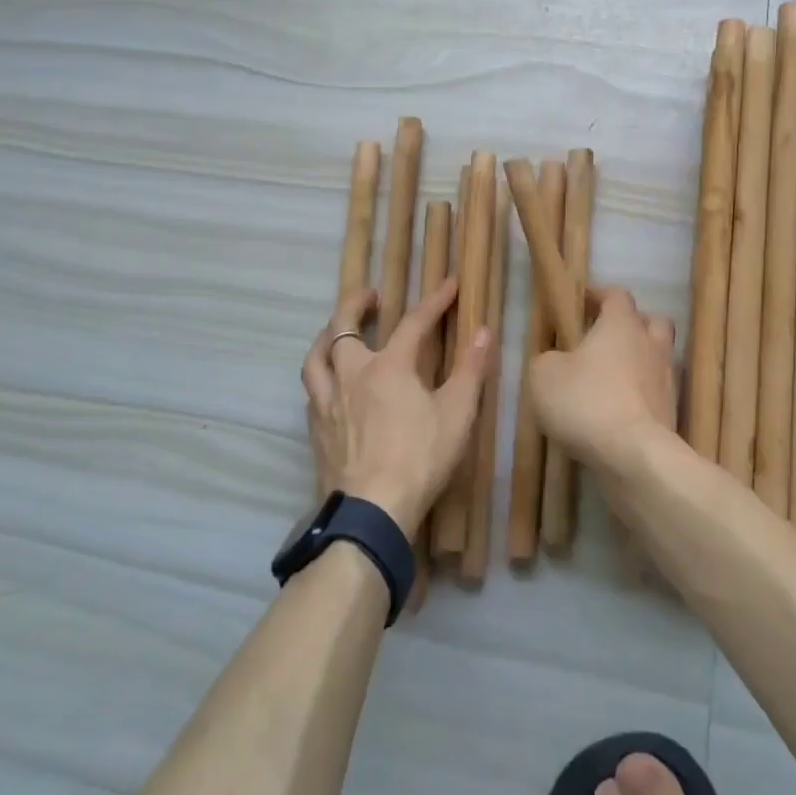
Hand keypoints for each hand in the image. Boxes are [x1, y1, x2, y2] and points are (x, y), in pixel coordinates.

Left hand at [301, 279, 492, 536]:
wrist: (371, 510)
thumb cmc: (419, 458)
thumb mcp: (457, 414)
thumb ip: (471, 370)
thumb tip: (483, 331)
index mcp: (389, 366)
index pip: (413, 322)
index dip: (434, 301)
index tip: (449, 283)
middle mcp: (352, 374)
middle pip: (343, 327)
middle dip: (356, 303)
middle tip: (370, 294)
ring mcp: (328, 402)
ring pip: (316, 357)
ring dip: (326, 336)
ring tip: (335, 331)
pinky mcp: (317, 430)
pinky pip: (312, 389)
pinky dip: (321, 374)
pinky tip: (328, 384)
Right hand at [528, 287, 677, 471]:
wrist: (634, 456)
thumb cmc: (585, 402)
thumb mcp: (543, 376)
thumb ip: (547, 359)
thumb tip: (555, 360)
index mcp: (621, 324)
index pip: (617, 295)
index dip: (600, 295)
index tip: (582, 302)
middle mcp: (650, 344)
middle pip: (651, 321)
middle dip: (631, 324)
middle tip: (606, 337)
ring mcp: (666, 379)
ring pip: (657, 357)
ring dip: (638, 361)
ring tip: (612, 377)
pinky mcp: (672, 412)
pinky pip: (656, 392)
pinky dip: (641, 394)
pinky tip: (619, 409)